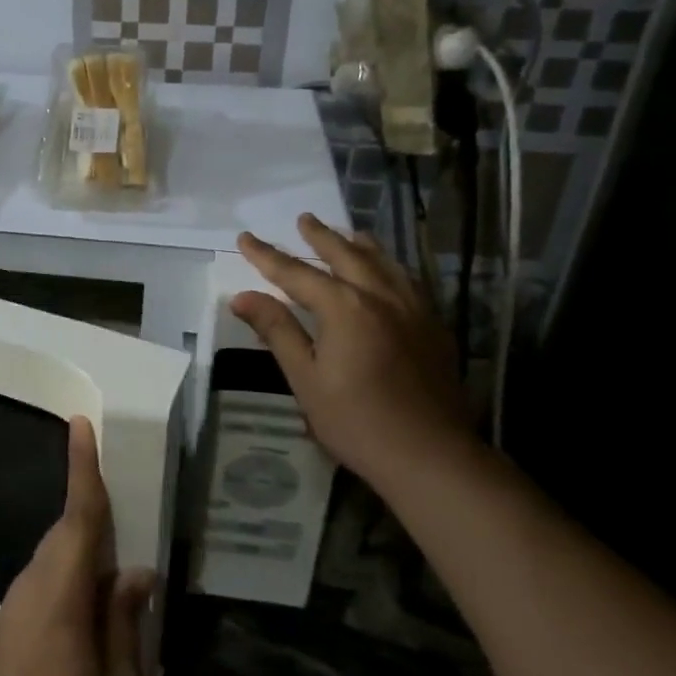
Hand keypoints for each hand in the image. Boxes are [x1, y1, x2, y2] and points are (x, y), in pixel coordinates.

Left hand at [0, 416, 154, 675]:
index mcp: (60, 590)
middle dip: (93, 512)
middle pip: (66, 532)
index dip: (81, 466)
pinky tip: (93, 611)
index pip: (77, 514)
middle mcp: (33, 584)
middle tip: (126, 509)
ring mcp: (15, 605)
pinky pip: (46, 581)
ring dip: (85, 551)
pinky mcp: (9, 626)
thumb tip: (137, 573)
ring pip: (56, 556)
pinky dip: (72, 577)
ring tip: (119, 572)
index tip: (79, 424)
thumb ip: (125, 621)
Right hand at [232, 213, 474, 484]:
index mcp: (344, 307)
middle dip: (320, 236)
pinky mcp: (433, 326)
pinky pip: (408, 281)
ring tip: (347, 233)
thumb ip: (277, 331)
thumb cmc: (357, 421)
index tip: (245, 238)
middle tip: (303, 219)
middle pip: (345, 255)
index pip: (296, 273)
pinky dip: (389, 266)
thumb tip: (242, 297)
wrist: (431, 456)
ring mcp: (412, 309)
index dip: (267, 256)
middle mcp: (380, 296)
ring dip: (359, 244)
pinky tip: (388, 272)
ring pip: (383, 263)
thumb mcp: (306, 378)